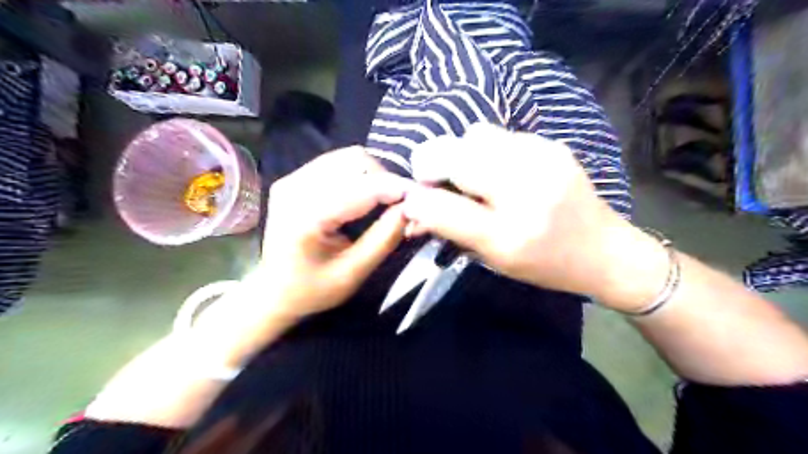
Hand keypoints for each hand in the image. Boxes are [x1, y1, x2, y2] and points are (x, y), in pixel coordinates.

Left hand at [257, 146, 411, 316]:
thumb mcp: (353, 273)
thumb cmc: (312, 290)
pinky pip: (337, 163)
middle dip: (384, 180)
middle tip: (399, 204)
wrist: (273, 292)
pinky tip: (363, 196)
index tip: (421, 197)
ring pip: (348, 157)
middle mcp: (295, 187)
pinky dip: (358, 175)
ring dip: (373, 175)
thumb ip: (384, 238)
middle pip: (355, 160)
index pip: (361, 188)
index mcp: (306, 216)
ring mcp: (292, 178)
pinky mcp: (295, 177)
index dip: (396, 188)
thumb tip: (411, 208)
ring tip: (383, 200)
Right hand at [401, 123, 666, 307]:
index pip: (445, 207)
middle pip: (457, 154)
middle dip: (434, 165)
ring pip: (475, 135)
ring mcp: (543, 158)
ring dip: (460, 154)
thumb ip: (450, 230)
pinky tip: (497, 170)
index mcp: (511, 234)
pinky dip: (485, 150)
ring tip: (470, 176)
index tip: (413, 199)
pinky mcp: (552, 144)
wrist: (604, 249)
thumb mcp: (494, 258)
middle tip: (436, 183)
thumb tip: (413, 207)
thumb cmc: (544, 264)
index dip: (420, 197)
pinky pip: (499, 135)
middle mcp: (527, 189)